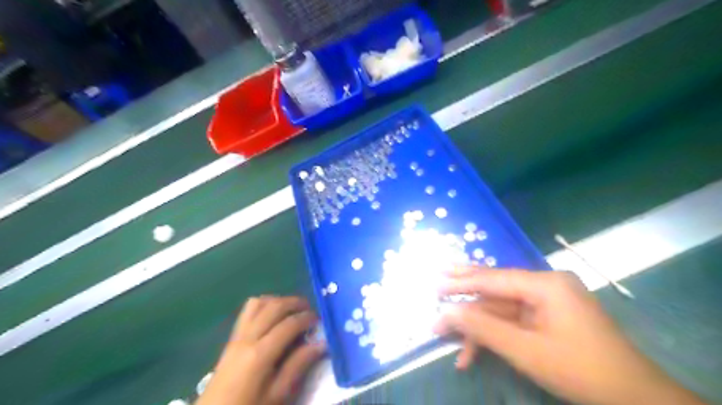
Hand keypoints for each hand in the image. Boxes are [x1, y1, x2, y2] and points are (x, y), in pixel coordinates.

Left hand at [195, 294, 323, 404]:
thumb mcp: (277, 395)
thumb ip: (298, 366)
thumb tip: (321, 344)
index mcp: (260, 353)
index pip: (289, 324)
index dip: (307, 318)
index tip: (319, 320)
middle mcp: (247, 337)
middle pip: (273, 306)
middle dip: (295, 303)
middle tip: (309, 310)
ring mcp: (236, 336)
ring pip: (258, 303)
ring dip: (277, 301)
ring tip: (291, 311)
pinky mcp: (231, 339)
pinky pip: (248, 311)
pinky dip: (264, 306)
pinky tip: (272, 318)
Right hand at [434, 266, 705, 404]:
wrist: (637, 400)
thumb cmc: (581, 371)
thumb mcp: (526, 351)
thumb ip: (483, 328)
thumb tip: (447, 313)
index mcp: (545, 284)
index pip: (493, 279)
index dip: (461, 283)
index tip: (435, 285)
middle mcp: (546, 285)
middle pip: (496, 285)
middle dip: (465, 289)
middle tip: (437, 279)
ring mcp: (549, 301)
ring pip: (501, 308)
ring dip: (476, 324)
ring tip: (445, 330)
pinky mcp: (549, 317)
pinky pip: (514, 320)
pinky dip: (493, 335)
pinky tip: (472, 353)